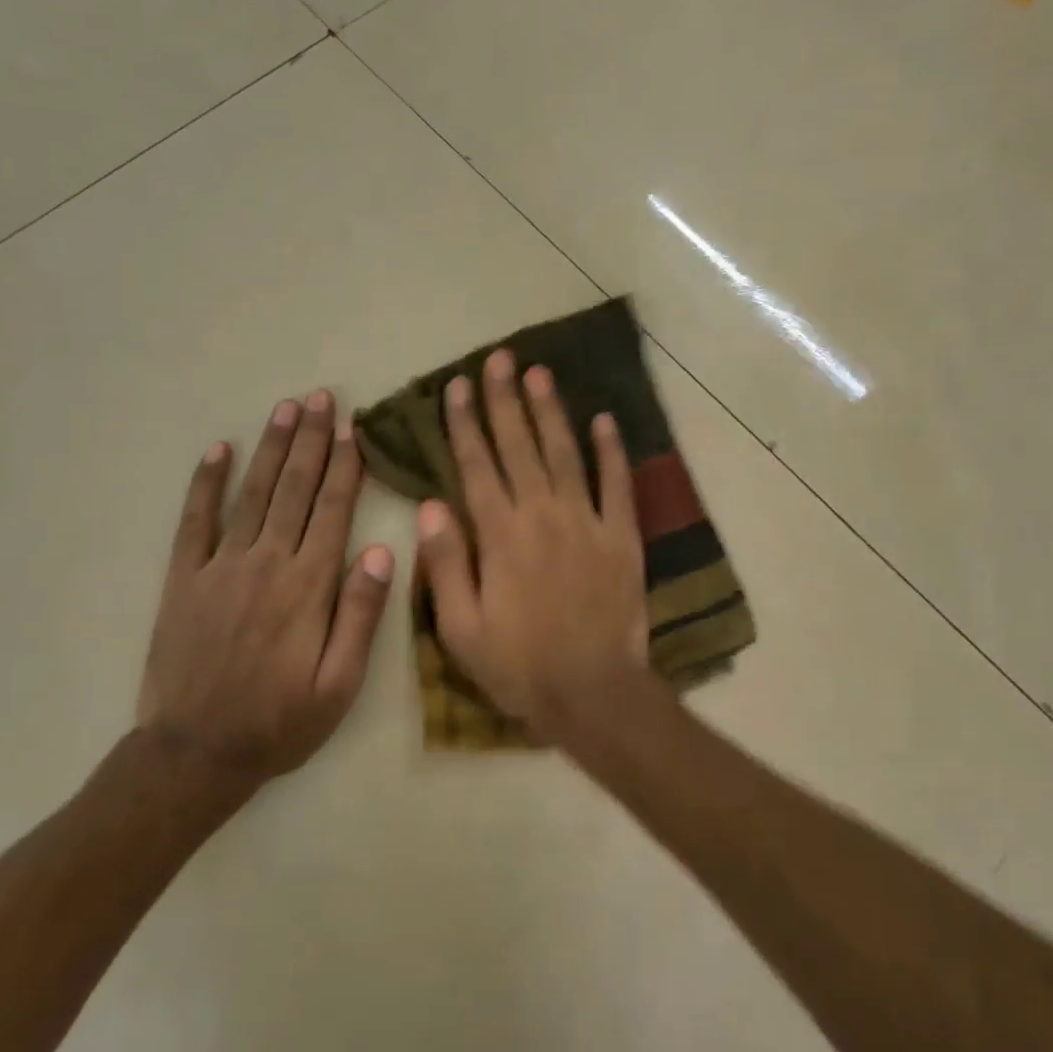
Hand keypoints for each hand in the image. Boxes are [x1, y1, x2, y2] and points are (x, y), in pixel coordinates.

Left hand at [138, 391, 394, 785]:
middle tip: (322, 398)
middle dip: (312, 440)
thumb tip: (380, 550)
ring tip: (286, 409)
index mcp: (309, 585)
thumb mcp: (340, 685)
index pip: (333, 510)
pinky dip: (206, 483)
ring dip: (272, 447)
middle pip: (296, 488)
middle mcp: (267, 562)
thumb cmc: (280, 722)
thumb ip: (361, 616)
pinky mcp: (184, 578)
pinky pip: (195, 520)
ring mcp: (220, 566)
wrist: (195, 754)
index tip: (354, 428)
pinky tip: (218, 450)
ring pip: (253, 492)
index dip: (346, 466)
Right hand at [417, 349, 650, 743]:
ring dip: (551, 411)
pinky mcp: (622, 535)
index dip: (464, 424)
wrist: (593, 692)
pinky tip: (605, 420)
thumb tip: (430, 505)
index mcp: (500, 535)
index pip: (476, 466)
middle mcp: (542, 514)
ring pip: (565, 453)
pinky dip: (612, 450)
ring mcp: (587, 521)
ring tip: (539, 373)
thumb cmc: (519, 665)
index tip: (456, 386)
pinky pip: (618, 484)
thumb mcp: (461, 627)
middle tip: (498, 359)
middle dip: (504, 400)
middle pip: (519, 446)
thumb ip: (445, 563)